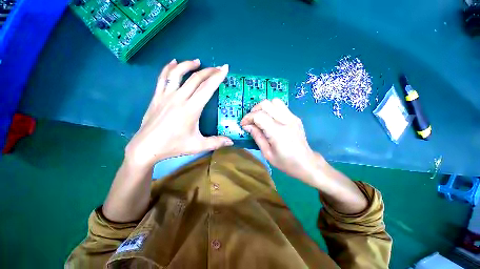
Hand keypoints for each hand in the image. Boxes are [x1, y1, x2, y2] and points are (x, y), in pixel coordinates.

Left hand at [125, 59, 232, 167]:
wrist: (146, 147)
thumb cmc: (173, 146)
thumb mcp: (198, 146)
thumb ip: (216, 142)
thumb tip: (231, 142)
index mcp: (191, 109)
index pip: (207, 88)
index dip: (217, 77)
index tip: (225, 68)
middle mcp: (179, 98)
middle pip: (196, 78)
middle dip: (209, 71)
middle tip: (218, 68)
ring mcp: (166, 96)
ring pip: (178, 73)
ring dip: (188, 65)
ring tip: (197, 62)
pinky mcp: (156, 97)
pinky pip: (162, 77)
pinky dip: (168, 68)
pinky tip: (174, 62)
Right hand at [240, 99, 321, 182]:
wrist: (306, 163)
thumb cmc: (285, 162)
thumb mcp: (267, 153)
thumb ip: (257, 137)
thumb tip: (247, 126)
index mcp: (278, 132)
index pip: (259, 116)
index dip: (248, 118)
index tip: (243, 124)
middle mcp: (286, 121)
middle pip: (266, 104)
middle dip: (254, 110)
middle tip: (250, 120)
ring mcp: (292, 117)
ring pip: (274, 101)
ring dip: (263, 107)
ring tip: (259, 117)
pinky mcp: (295, 117)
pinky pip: (281, 106)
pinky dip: (271, 109)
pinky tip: (269, 119)